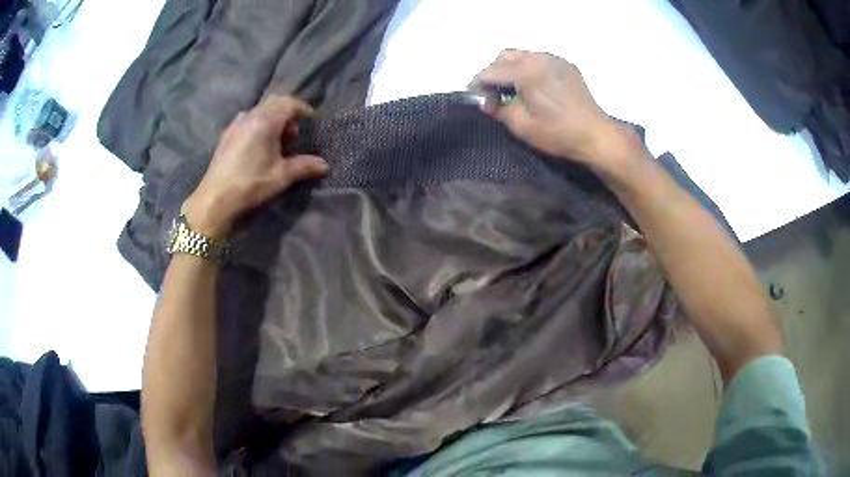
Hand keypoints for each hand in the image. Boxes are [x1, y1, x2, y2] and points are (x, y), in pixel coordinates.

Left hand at [185, 96, 327, 238]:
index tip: (312, 121)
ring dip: (273, 119)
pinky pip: (248, 120)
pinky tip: (259, 146)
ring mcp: (236, 124)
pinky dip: (259, 125)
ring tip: (278, 142)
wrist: (215, 200)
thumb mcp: (281, 176)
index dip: (303, 109)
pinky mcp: (227, 135)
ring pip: (260, 110)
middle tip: (295, 134)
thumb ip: (304, 166)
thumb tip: (324, 165)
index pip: (289, 103)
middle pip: (274, 103)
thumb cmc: (250, 185)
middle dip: (288, 113)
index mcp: (265, 121)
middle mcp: (250, 116)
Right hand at [471, 50, 638, 171]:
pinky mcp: (566, 66)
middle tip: (492, 94)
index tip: (475, 99)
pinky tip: (532, 87)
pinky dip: (528, 69)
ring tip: (511, 90)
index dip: (478, 84)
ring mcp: (555, 59)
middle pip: (504, 56)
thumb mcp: (522, 126)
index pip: (491, 71)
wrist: (597, 136)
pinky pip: (539, 60)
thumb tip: (488, 101)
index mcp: (526, 71)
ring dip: (510, 68)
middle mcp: (539, 57)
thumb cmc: (559, 134)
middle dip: (493, 72)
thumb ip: (499, 109)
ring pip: (522, 55)